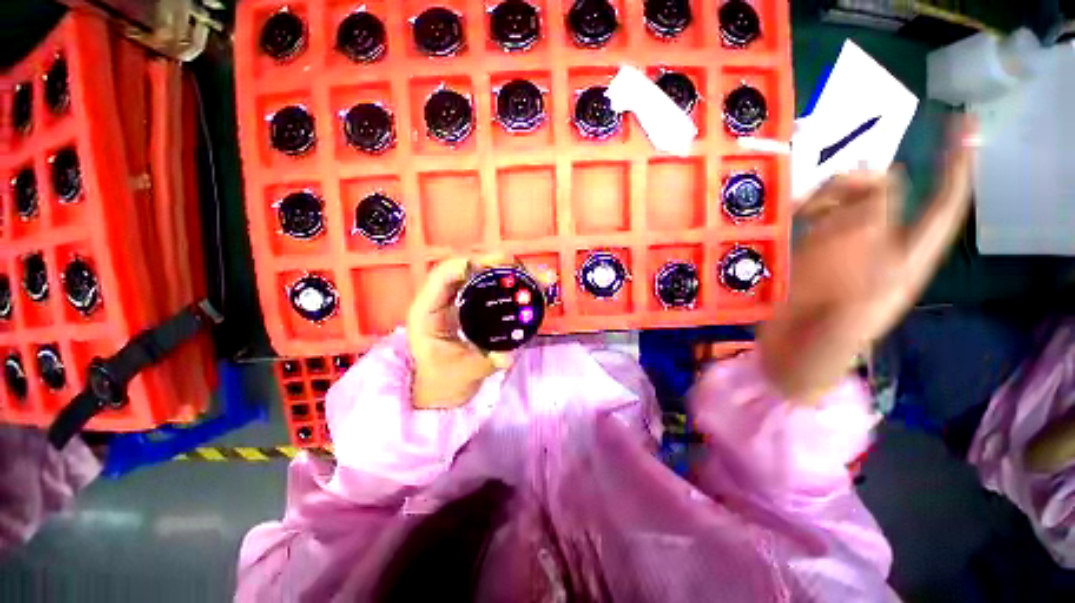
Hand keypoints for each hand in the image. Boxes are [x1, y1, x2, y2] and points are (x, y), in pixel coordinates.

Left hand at [407, 255, 514, 408]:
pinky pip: (488, 286)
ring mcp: (456, 300)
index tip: (496, 265)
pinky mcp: (470, 305)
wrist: (441, 390)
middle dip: (495, 263)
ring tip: (534, 275)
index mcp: (428, 311)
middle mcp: (441, 299)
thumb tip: (508, 356)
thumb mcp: (462, 373)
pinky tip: (527, 285)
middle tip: (523, 268)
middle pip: (466, 268)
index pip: (443, 275)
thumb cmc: (444, 381)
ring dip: (506, 271)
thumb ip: (484, 363)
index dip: (468, 264)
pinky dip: (508, 283)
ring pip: (480, 274)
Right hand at [759, 116, 977, 401]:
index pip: (941, 208)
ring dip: (829, 195)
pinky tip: (792, 215)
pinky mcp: (811, 254)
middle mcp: (878, 249)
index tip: (962, 123)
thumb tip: (875, 200)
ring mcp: (843, 250)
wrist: (789, 360)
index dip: (956, 166)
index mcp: (903, 265)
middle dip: (861, 183)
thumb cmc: (823, 351)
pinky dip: (807, 208)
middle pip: (885, 195)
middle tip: (823, 194)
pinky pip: (818, 217)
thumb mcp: (849, 319)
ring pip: (849, 201)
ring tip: (799, 211)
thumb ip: (864, 264)